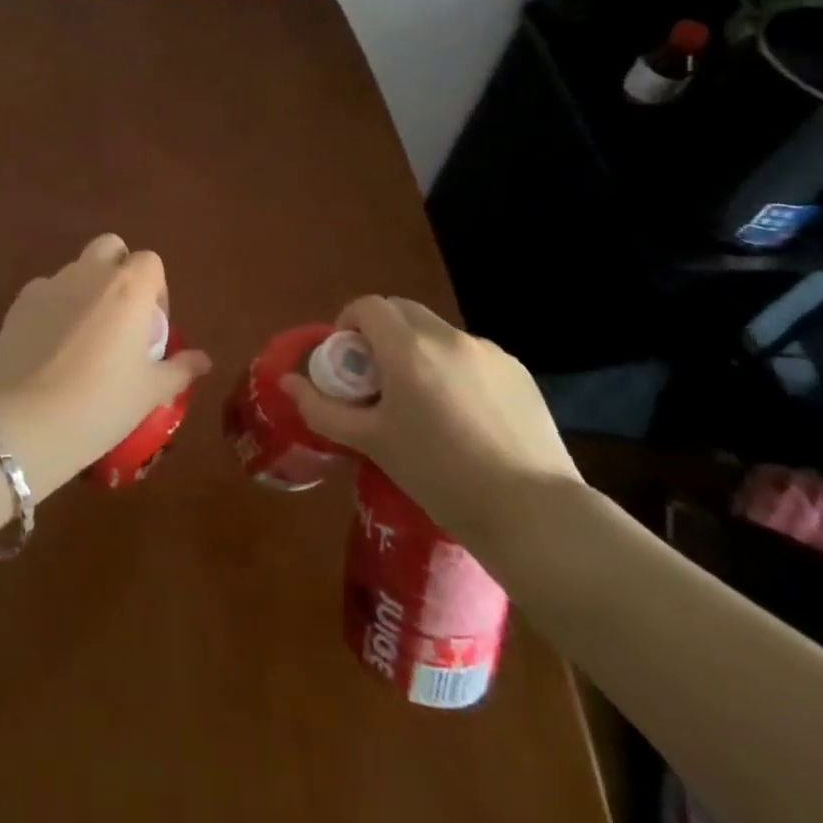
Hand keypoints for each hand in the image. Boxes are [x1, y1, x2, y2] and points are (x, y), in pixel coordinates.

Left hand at [0, 235, 210, 499]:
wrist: (26, 422)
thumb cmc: (101, 404)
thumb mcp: (150, 393)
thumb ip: (180, 369)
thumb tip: (203, 360)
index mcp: (129, 287)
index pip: (150, 262)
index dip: (155, 290)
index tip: (151, 327)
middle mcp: (90, 273)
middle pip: (110, 248)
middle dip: (118, 271)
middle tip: (120, 318)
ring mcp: (50, 284)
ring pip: (75, 270)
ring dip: (85, 290)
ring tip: (82, 339)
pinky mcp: (19, 302)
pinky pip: (45, 292)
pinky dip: (53, 308)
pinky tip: (49, 348)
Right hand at [278, 296, 580, 548]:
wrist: (534, 515)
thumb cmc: (440, 477)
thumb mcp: (373, 443)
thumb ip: (323, 409)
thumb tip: (288, 382)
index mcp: (409, 348)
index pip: (368, 306)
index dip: (349, 323)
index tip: (348, 362)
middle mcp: (448, 337)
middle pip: (402, 311)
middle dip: (382, 333)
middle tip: (378, 380)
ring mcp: (489, 352)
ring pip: (438, 334)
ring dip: (419, 351)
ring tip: (425, 405)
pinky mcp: (519, 373)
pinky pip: (472, 356)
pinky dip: (455, 370)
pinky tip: (466, 418)